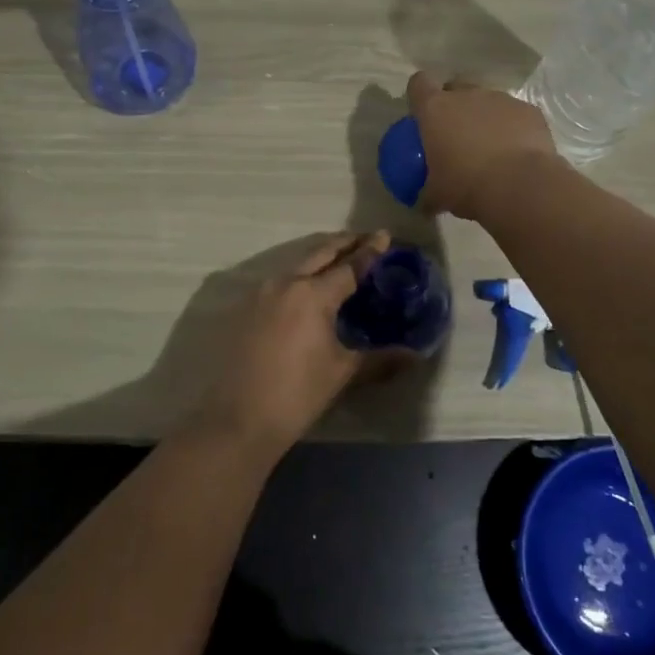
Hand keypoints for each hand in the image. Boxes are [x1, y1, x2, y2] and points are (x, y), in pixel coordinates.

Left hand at [190, 231, 390, 455]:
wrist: (238, 419)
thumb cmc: (298, 394)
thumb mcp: (342, 373)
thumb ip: (380, 358)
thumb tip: (415, 355)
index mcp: (313, 294)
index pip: (350, 265)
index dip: (370, 251)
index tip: (385, 235)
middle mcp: (286, 283)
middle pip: (320, 253)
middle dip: (344, 243)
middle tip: (365, 238)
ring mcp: (261, 293)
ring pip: (297, 264)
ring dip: (320, 257)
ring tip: (339, 260)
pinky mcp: (245, 307)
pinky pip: (279, 281)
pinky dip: (300, 276)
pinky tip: (307, 289)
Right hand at [406, 71, 560, 220]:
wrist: (520, 186)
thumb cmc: (467, 185)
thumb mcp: (438, 195)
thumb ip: (427, 193)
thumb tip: (423, 204)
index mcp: (436, 109)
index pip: (419, 84)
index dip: (419, 95)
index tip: (423, 113)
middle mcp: (467, 95)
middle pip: (456, 88)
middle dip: (455, 104)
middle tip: (456, 133)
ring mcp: (500, 99)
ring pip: (487, 101)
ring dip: (485, 117)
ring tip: (491, 147)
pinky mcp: (529, 110)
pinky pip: (515, 114)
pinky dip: (513, 128)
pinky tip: (516, 152)